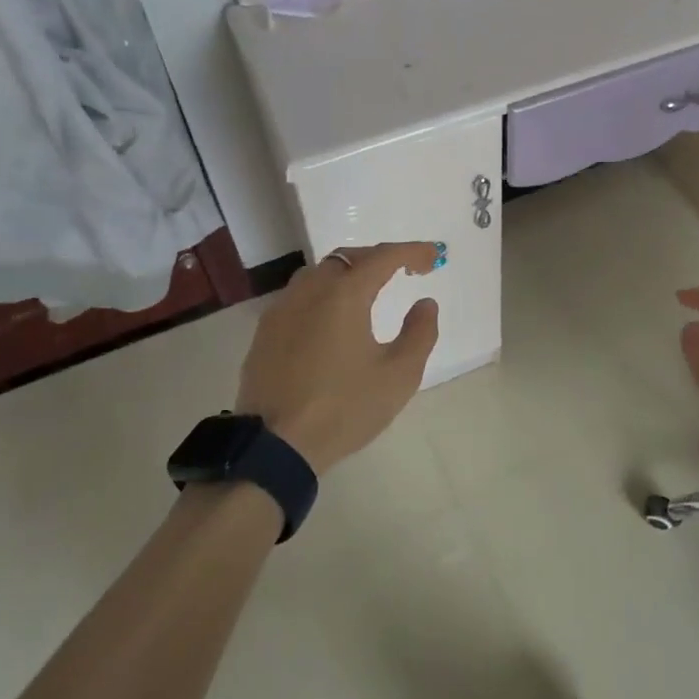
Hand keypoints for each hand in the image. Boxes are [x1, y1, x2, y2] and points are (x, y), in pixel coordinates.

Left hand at [236, 242, 441, 475]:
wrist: (275, 446)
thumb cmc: (344, 408)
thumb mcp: (398, 376)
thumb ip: (419, 333)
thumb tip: (425, 303)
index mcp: (343, 295)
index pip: (383, 257)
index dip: (412, 252)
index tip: (434, 257)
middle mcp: (309, 291)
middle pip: (347, 258)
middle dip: (378, 258)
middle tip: (403, 271)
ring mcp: (281, 311)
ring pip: (318, 274)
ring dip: (347, 274)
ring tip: (368, 292)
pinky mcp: (264, 333)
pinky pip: (298, 298)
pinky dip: (323, 295)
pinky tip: (331, 321)